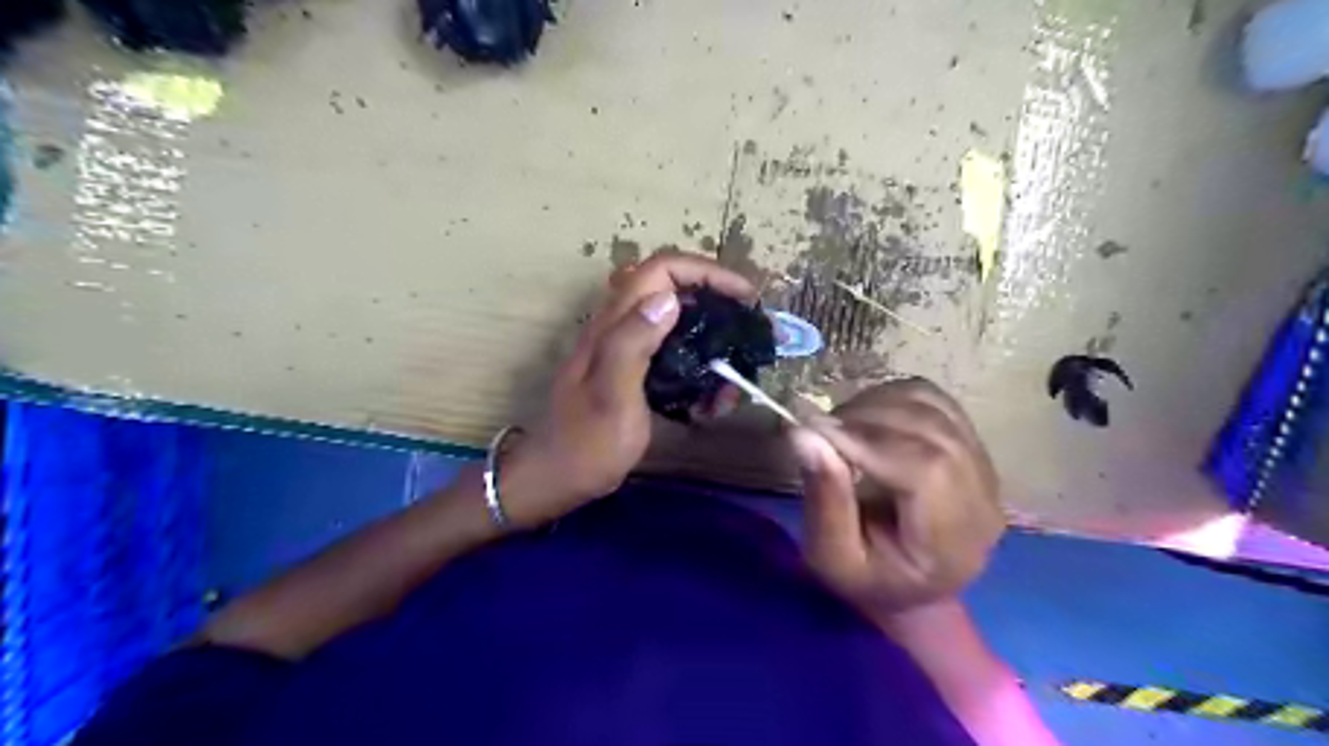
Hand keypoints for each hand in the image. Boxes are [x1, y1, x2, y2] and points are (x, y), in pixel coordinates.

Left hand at [500, 257, 751, 529]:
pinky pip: (672, 354)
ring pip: (676, 322)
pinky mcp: (632, 371)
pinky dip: (698, 366)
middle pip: (672, 288)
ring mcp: (624, 349)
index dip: (706, 271)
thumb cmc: (587, 442)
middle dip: (715, 300)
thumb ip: (632, 343)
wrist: (558, 477)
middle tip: (746, 328)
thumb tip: (668, 298)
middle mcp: (618, 326)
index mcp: (613, 324)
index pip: (661, 270)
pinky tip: (711, 398)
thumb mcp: (612, 395)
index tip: (744, 295)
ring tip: (733, 373)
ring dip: (710, 338)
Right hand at [782, 382, 1003, 613]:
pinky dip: (890, 397)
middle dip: (866, 419)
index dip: (868, 441)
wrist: (908, 586)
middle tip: (819, 430)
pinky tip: (864, 419)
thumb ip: (824, 500)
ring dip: (875, 405)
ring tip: (838, 428)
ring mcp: (983, 465)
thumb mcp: (832, 558)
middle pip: (931, 431)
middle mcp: (983, 498)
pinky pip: (931, 399)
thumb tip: (804, 434)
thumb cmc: (867, 580)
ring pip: (930, 406)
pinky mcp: (971, 442)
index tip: (815, 431)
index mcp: (954, 542)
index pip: (926, 470)